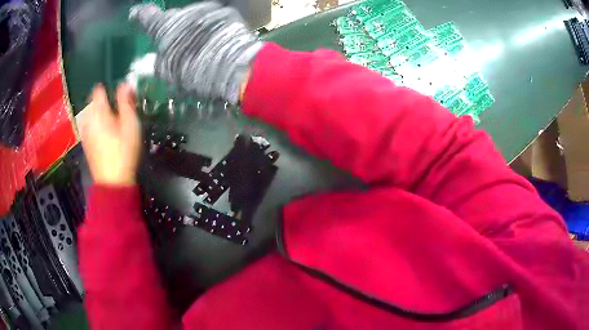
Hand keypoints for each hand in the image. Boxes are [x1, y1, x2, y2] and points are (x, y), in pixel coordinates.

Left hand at [81, 84, 140, 185]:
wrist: (112, 183)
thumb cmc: (123, 152)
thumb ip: (126, 102)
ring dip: (98, 112)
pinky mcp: (85, 143)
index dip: (109, 89)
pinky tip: (104, 134)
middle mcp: (88, 119)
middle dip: (103, 101)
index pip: (99, 89)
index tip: (119, 98)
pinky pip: (88, 124)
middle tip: (117, 111)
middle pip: (92, 100)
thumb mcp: (130, 124)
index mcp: (98, 111)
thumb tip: (125, 84)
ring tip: (111, 122)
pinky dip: (95, 123)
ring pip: (89, 113)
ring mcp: (85, 131)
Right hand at [129, 2, 261, 103]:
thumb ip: (153, 64)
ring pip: (194, 16)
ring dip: (193, 26)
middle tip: (178, 43)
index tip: (136, 14)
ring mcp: (207, 9)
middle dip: (174, 27)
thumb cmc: (194, 72)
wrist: (233, 67)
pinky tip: (215, 38)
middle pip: (174, 17)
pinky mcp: (226, 12)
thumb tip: (142, 63)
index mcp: (166, 27)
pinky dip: (210, 26)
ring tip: (200, 43)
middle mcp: (185, 12)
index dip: (140, 15)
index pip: (148, 16)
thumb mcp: (168, 73)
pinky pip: (212, 17)